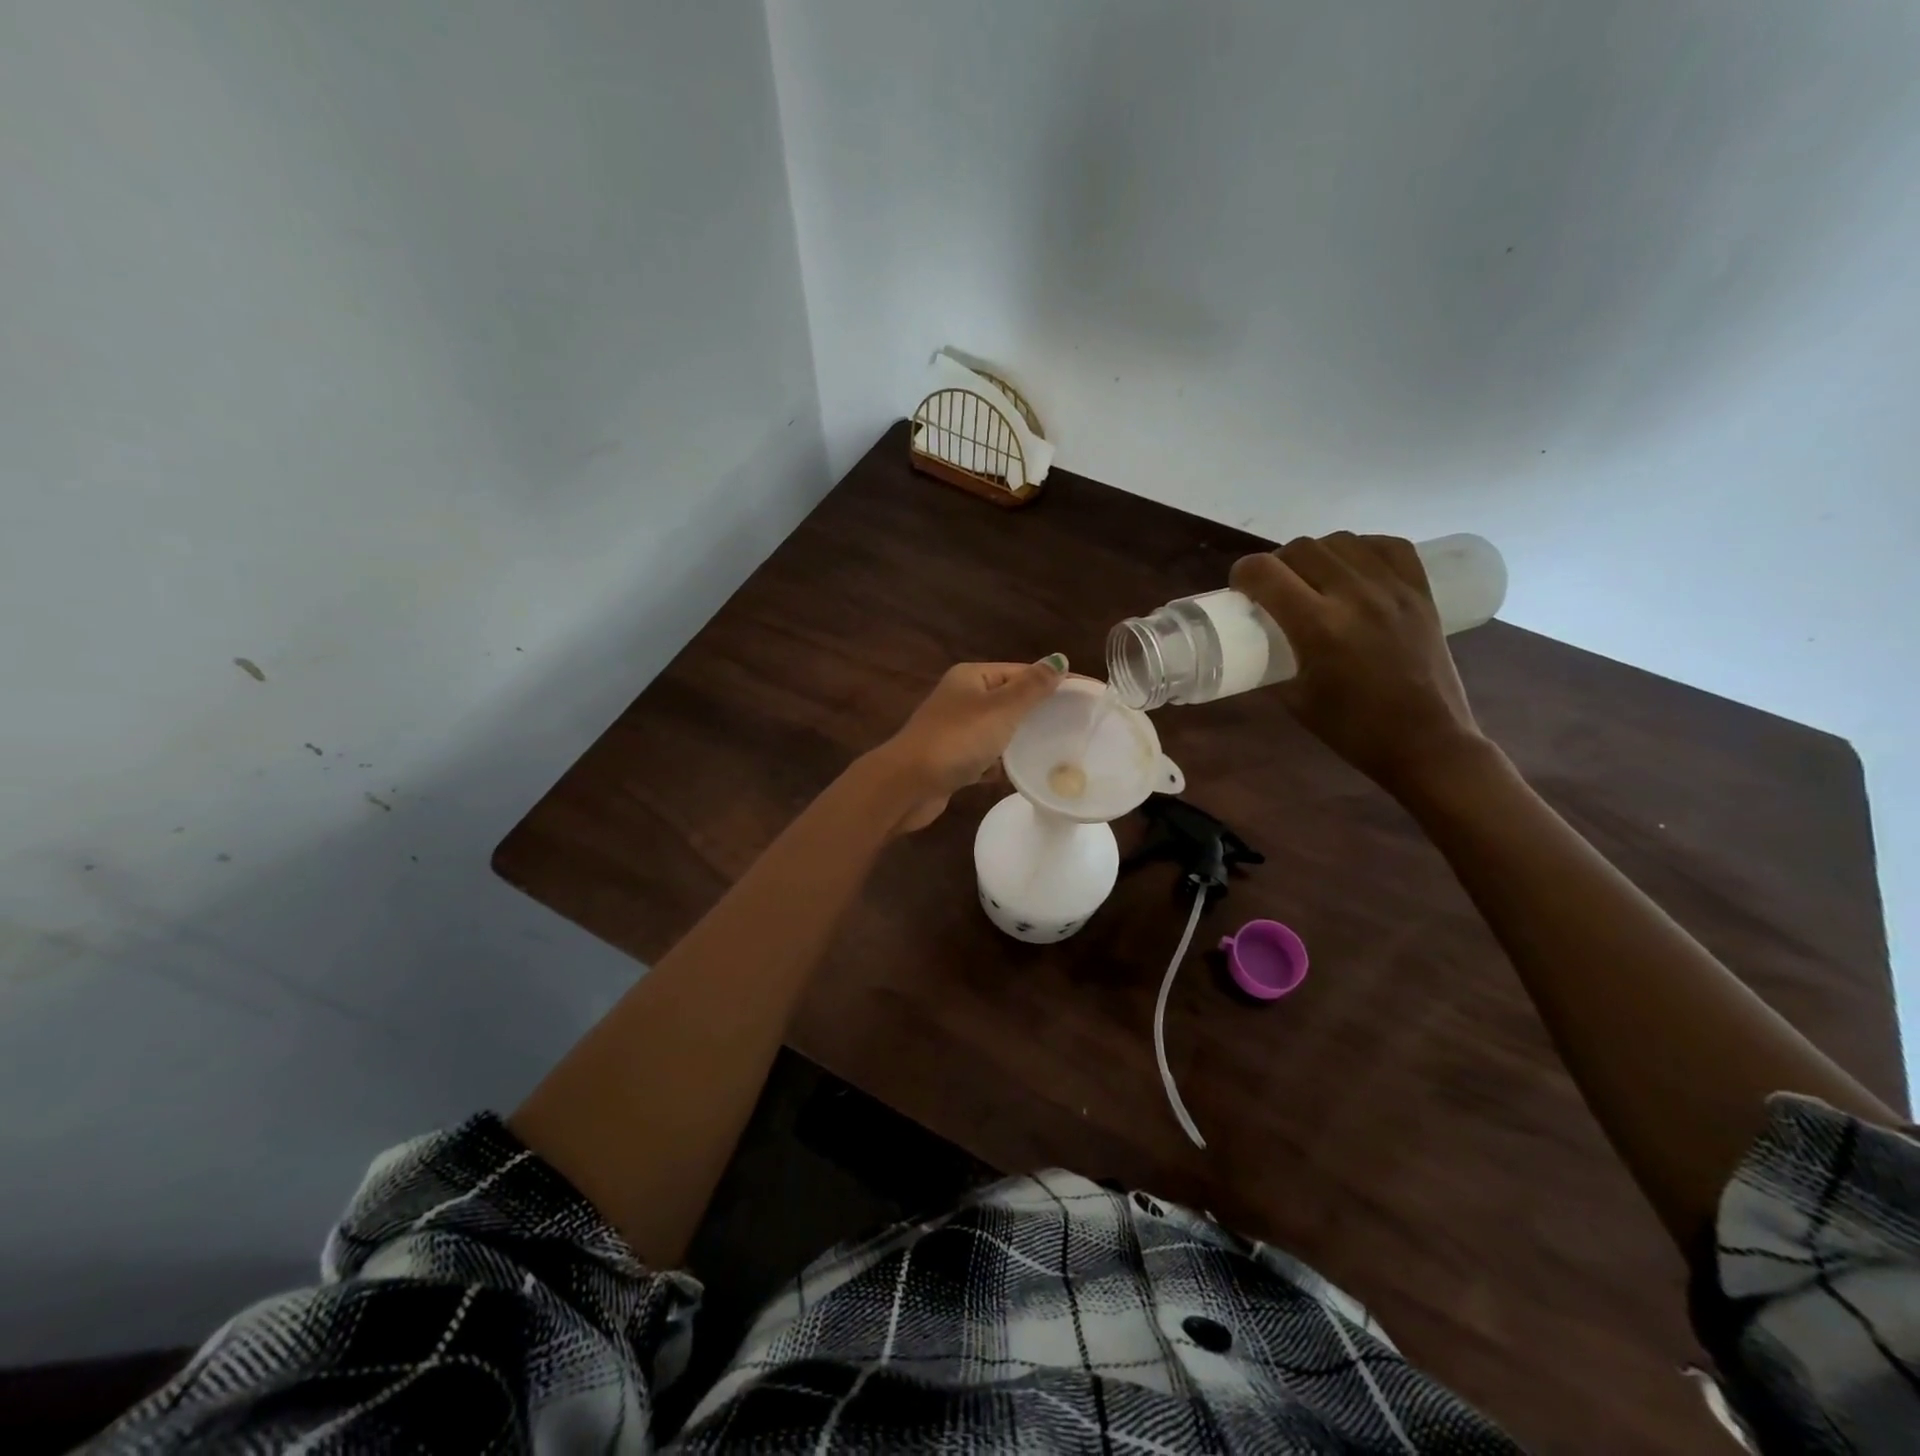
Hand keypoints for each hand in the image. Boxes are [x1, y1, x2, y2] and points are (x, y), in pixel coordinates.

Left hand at [870, 656, 1067, 832]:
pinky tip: (1024, 776)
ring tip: (1059, 749)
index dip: (1055, 680)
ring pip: (998, 731)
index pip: (1021, 671)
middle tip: (1078, 724)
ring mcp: (955, 731)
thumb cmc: (957, 740)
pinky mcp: (952, 762)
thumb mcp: (1000, 708)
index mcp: (971, 678)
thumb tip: (1059, 660)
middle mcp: (961, 699)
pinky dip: (1002, 765)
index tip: (1089, 694)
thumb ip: (1031, 687)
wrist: (908, 785)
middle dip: (1040, 711)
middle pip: (1010, 700)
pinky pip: (986, 758)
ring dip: (1022, 739)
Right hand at [1229, 534, 1487, 794]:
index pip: (1265, 572)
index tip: (1240, 589)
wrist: (1425, 741)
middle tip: (1273, 587)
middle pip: (1302, 548)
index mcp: (1318, 627)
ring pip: (1342, 541)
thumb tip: (1257, 639)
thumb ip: (1273, 660)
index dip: (1242, 574)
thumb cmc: (1352, 729)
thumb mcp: (1294, 698)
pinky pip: (1388, 546)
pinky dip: (1362, 550)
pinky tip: (1354, 569)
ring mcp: (1393, 590)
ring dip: (1317, 554)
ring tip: (1314, 578)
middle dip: (1277, 563)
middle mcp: (1355, 596)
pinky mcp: (1420, 592)